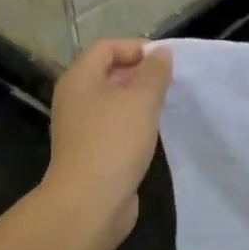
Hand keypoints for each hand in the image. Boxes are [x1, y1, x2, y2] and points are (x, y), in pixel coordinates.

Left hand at [43, 39, 173, 248]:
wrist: (90, 202)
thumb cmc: (114, 142)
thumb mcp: (141, 99)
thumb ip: (155, 72)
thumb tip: (161, 53)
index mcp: (79, 79)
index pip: (107, 47)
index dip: (137, 47)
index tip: (167, 61)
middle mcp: (75, 99)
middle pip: (109, 73)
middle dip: (141, 74)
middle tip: (172, 83)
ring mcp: (82, 127)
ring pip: (114, 102)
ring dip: (140, 100)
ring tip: (168, 105)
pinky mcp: (92, 151)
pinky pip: (116, 126)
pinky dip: (135, 123)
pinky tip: (155, 132)